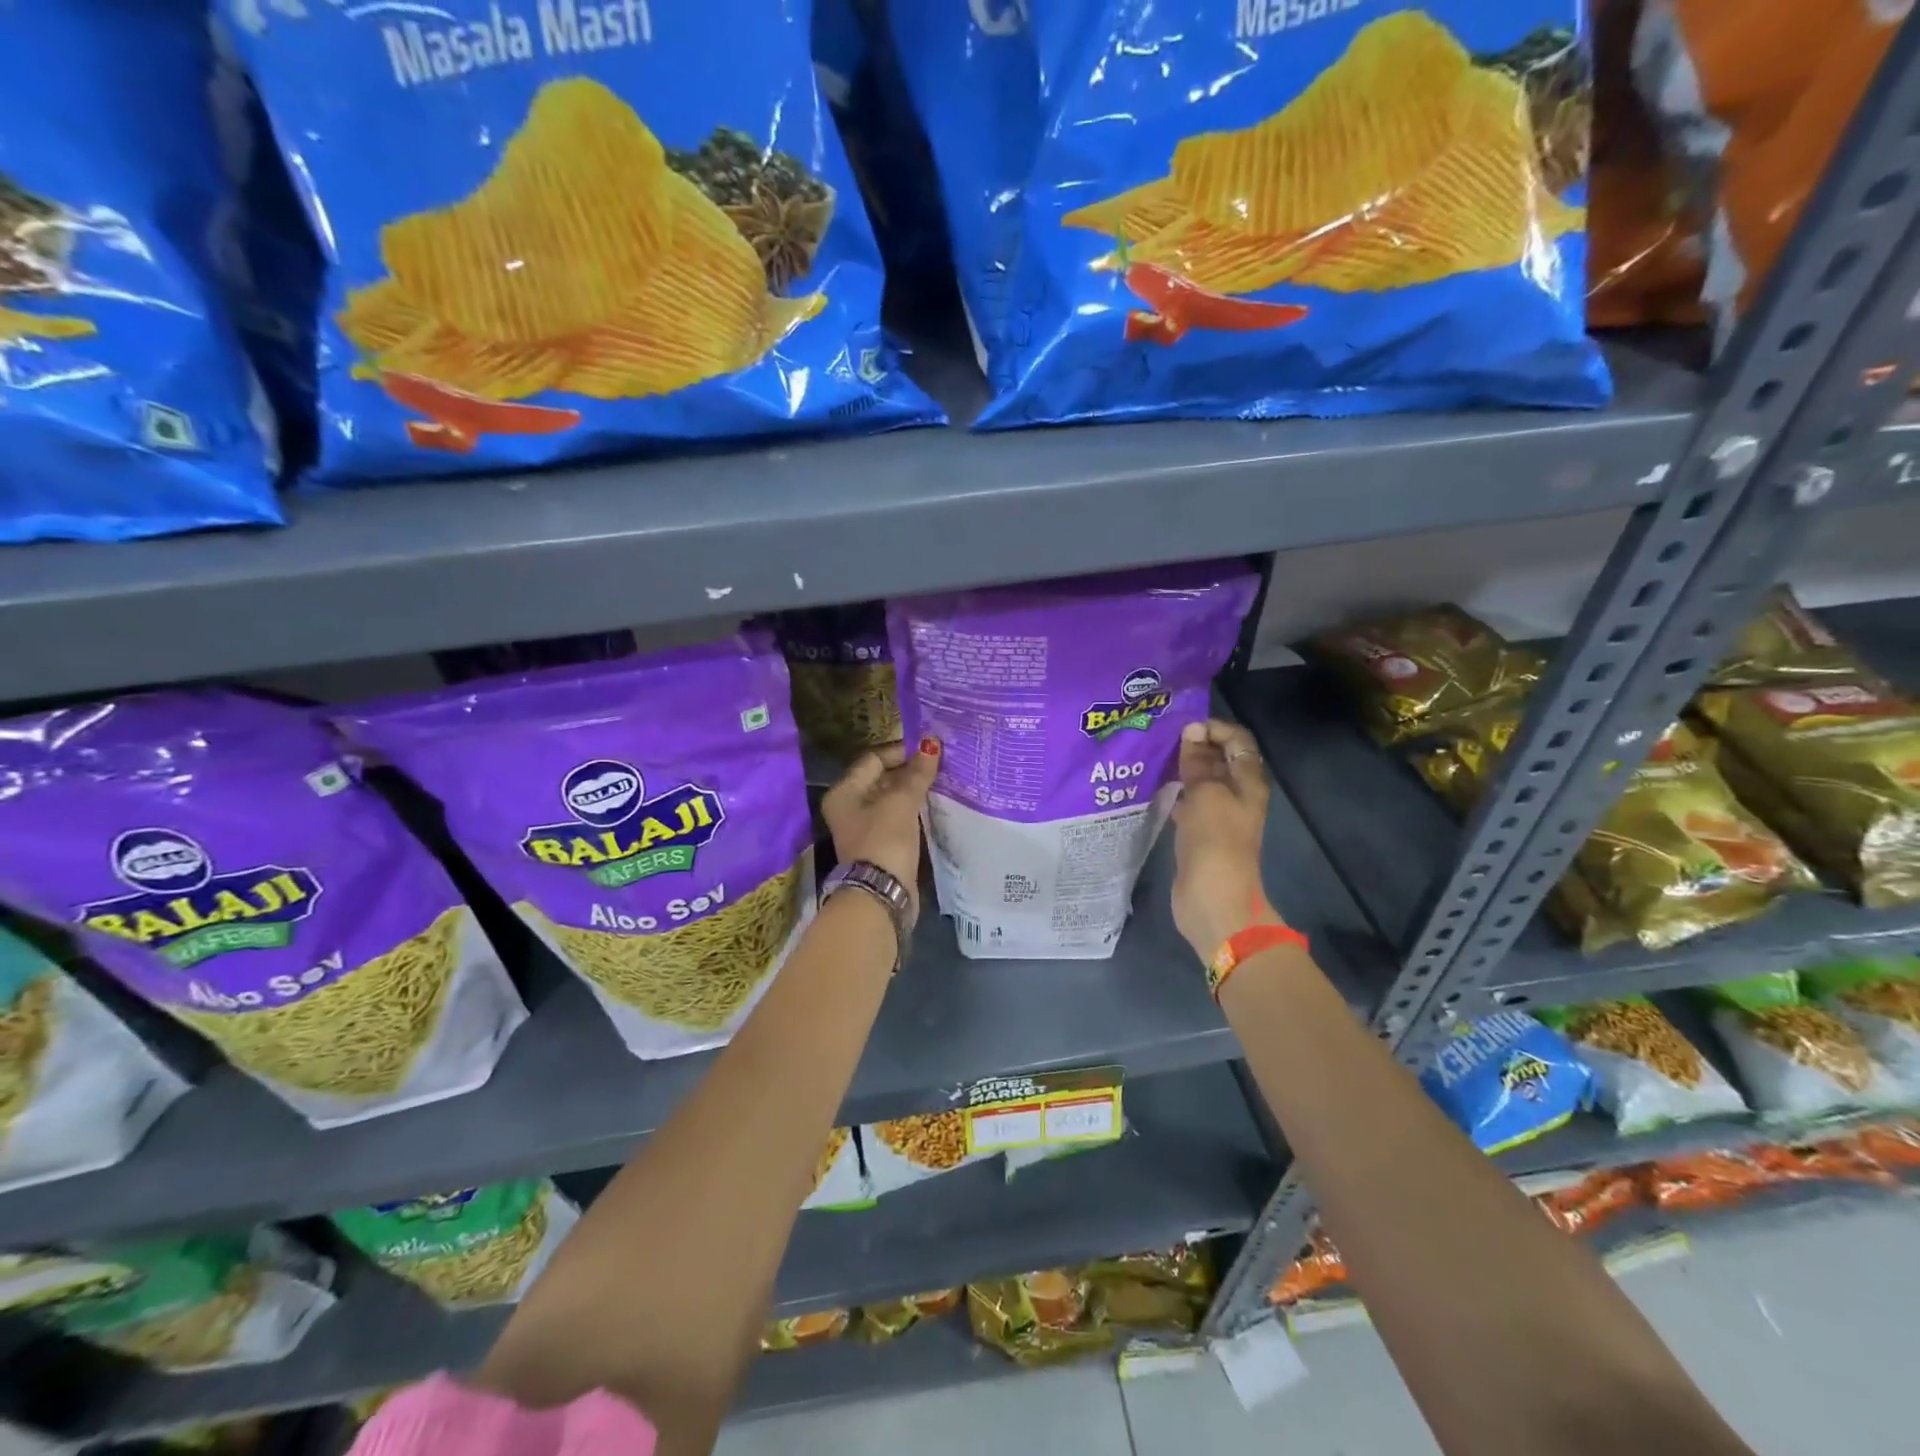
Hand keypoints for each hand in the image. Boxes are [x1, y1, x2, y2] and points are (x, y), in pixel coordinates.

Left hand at [823, 737, 940, 910]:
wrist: (882, 895)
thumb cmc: (884, 840)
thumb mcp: (901, 802)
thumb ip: (917, 773)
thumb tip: (931, 744)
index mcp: (844, 792)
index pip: (873, 759)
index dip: (901, 751)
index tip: (930, 748)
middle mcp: (850, 807)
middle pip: (882, 778)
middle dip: (910, 769)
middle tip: (940, 761)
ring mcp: (866, 827)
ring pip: (893, 798)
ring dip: (914, 789)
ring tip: (943, 779)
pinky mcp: (882, 844)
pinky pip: (899, 816)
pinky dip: (915, 808)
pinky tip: (936, 802)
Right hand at [1171, 719, 1278, 962]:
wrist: (1214, 900)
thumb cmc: (1215, 842)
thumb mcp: (1206, 795)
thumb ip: (1198, 762)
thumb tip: (1192, 730)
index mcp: (1249, 782)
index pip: (1238, 740)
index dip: (1214, 728)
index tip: (1182, 728)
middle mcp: (1237, 795)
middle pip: (1220, 759)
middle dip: (1194, 746)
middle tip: (1161, 739)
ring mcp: (1219, 816)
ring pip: (1202, 782)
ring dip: (1182, 769)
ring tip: (1153, 758)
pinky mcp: (1200, 834)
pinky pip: (1189, 804)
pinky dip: (1175, 793)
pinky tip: (1153, 789)